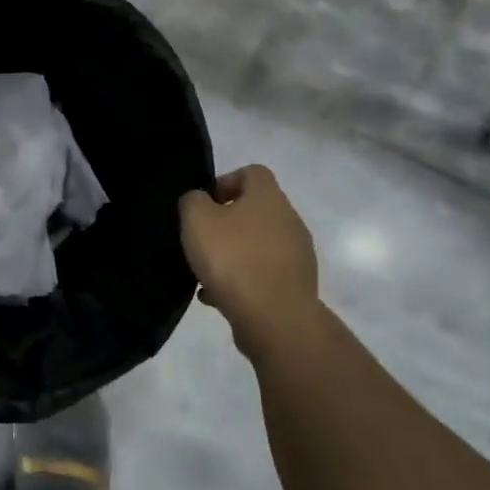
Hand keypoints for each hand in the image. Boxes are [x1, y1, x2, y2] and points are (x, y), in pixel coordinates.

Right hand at [179, 165, 318, 344]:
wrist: (274, 318)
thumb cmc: (232, 259)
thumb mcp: (197, 220)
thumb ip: (193, 201)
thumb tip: (200, 200)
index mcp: (269, 197)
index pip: (252, 172)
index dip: (225, 182)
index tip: (205, 204)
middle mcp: (289, 220)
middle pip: (255, 211)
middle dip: (226, 223)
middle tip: (201, 240)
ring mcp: (296, 255)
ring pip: (257, 245)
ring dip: (232, 254)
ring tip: (205, 273)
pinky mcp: (295, 285)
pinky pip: (262, 274)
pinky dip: (241, 280)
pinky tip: (216, 296)